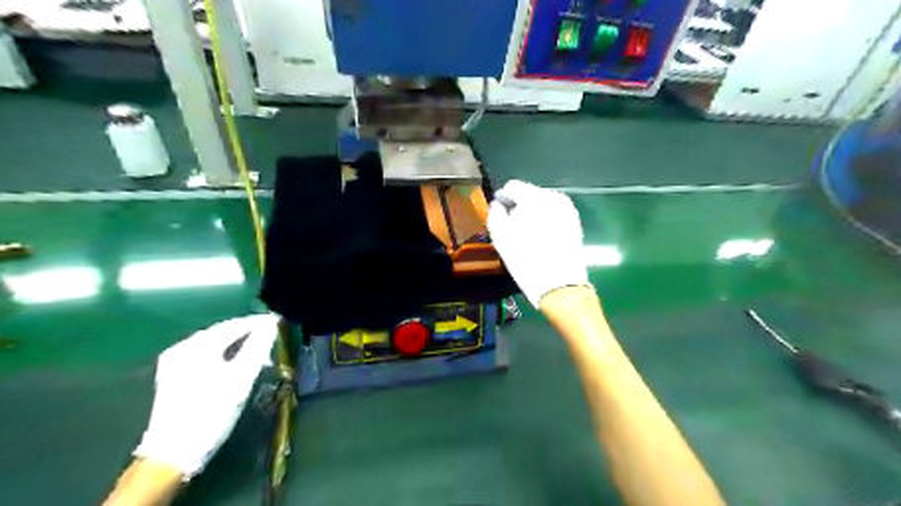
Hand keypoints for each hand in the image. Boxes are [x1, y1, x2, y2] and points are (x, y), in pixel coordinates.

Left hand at [131, 314, 277, 476]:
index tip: (281, 324)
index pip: (235, 325)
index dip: (260, 323)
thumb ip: (258, 347)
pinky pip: (207, 356)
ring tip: (262, 353)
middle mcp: (182, 348)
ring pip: (216, 345)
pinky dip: (227, 356)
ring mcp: (175, 363)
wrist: (173, 455)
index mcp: (195, 346)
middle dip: (250, 334)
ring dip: (240, 346)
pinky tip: (239, 364)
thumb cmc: (211, 413)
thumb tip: (272, 324)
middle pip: (224, 333)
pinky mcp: (175, 377)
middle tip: (274, 339)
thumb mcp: (241, 379)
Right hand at [490, 183, 589, 307]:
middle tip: (514, 231)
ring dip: (532, 215)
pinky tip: (542, 240)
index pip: (512, 187)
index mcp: (535, 197)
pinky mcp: (575, 222)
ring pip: (542, 204)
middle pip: (529, 194)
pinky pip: (553, 215)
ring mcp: (568, 209)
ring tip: (528, 237)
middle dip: (519, 208)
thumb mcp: (500, 236)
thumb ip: (495, 213)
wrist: (559, 285)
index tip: (501, 218)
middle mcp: (554, 197)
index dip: (503, 200)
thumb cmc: (525, 259)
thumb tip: (498, 204)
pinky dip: (545, 222)